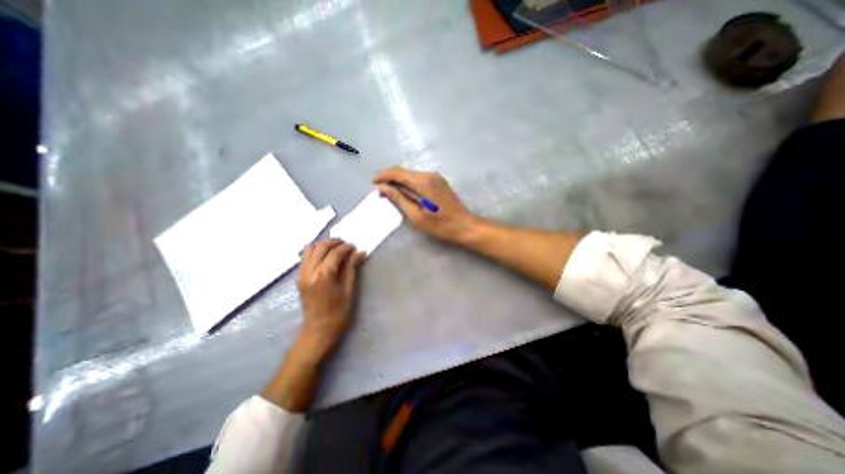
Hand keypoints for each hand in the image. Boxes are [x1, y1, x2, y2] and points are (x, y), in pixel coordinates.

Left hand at [297, 239, 367, 357]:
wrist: (318, 330)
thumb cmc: (338, 312)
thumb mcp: (349, 289)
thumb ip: (352, 268)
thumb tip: (360, 252)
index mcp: (323, 276)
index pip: (334, 253)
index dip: (346, 248)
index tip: (355, 247)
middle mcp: (309, 272)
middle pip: (319, 247)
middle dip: (334, 242)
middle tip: (346, 244)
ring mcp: (301, 274)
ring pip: (309, 249)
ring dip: (323, 244)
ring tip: (336, 248)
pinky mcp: (299, 277)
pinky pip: (305, 257)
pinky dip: (315, 251)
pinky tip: (326, 255)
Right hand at [375, 166, 474, 241]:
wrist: (464, 225)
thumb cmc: (440, 225)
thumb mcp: (416, 216)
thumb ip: (399, 199)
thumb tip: (383, 188)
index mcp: (423, 182)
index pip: (397, 172)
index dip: (383, 176)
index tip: (373, 183)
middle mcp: (429, 174)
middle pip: (404, 171)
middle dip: (390, 179)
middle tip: (380, 191)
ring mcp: (435, 177)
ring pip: (411, 174)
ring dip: (399, 181)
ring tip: (389, 193)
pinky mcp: (439, 181)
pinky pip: (419, 178)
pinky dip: (408, 183)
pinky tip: (404, 193)